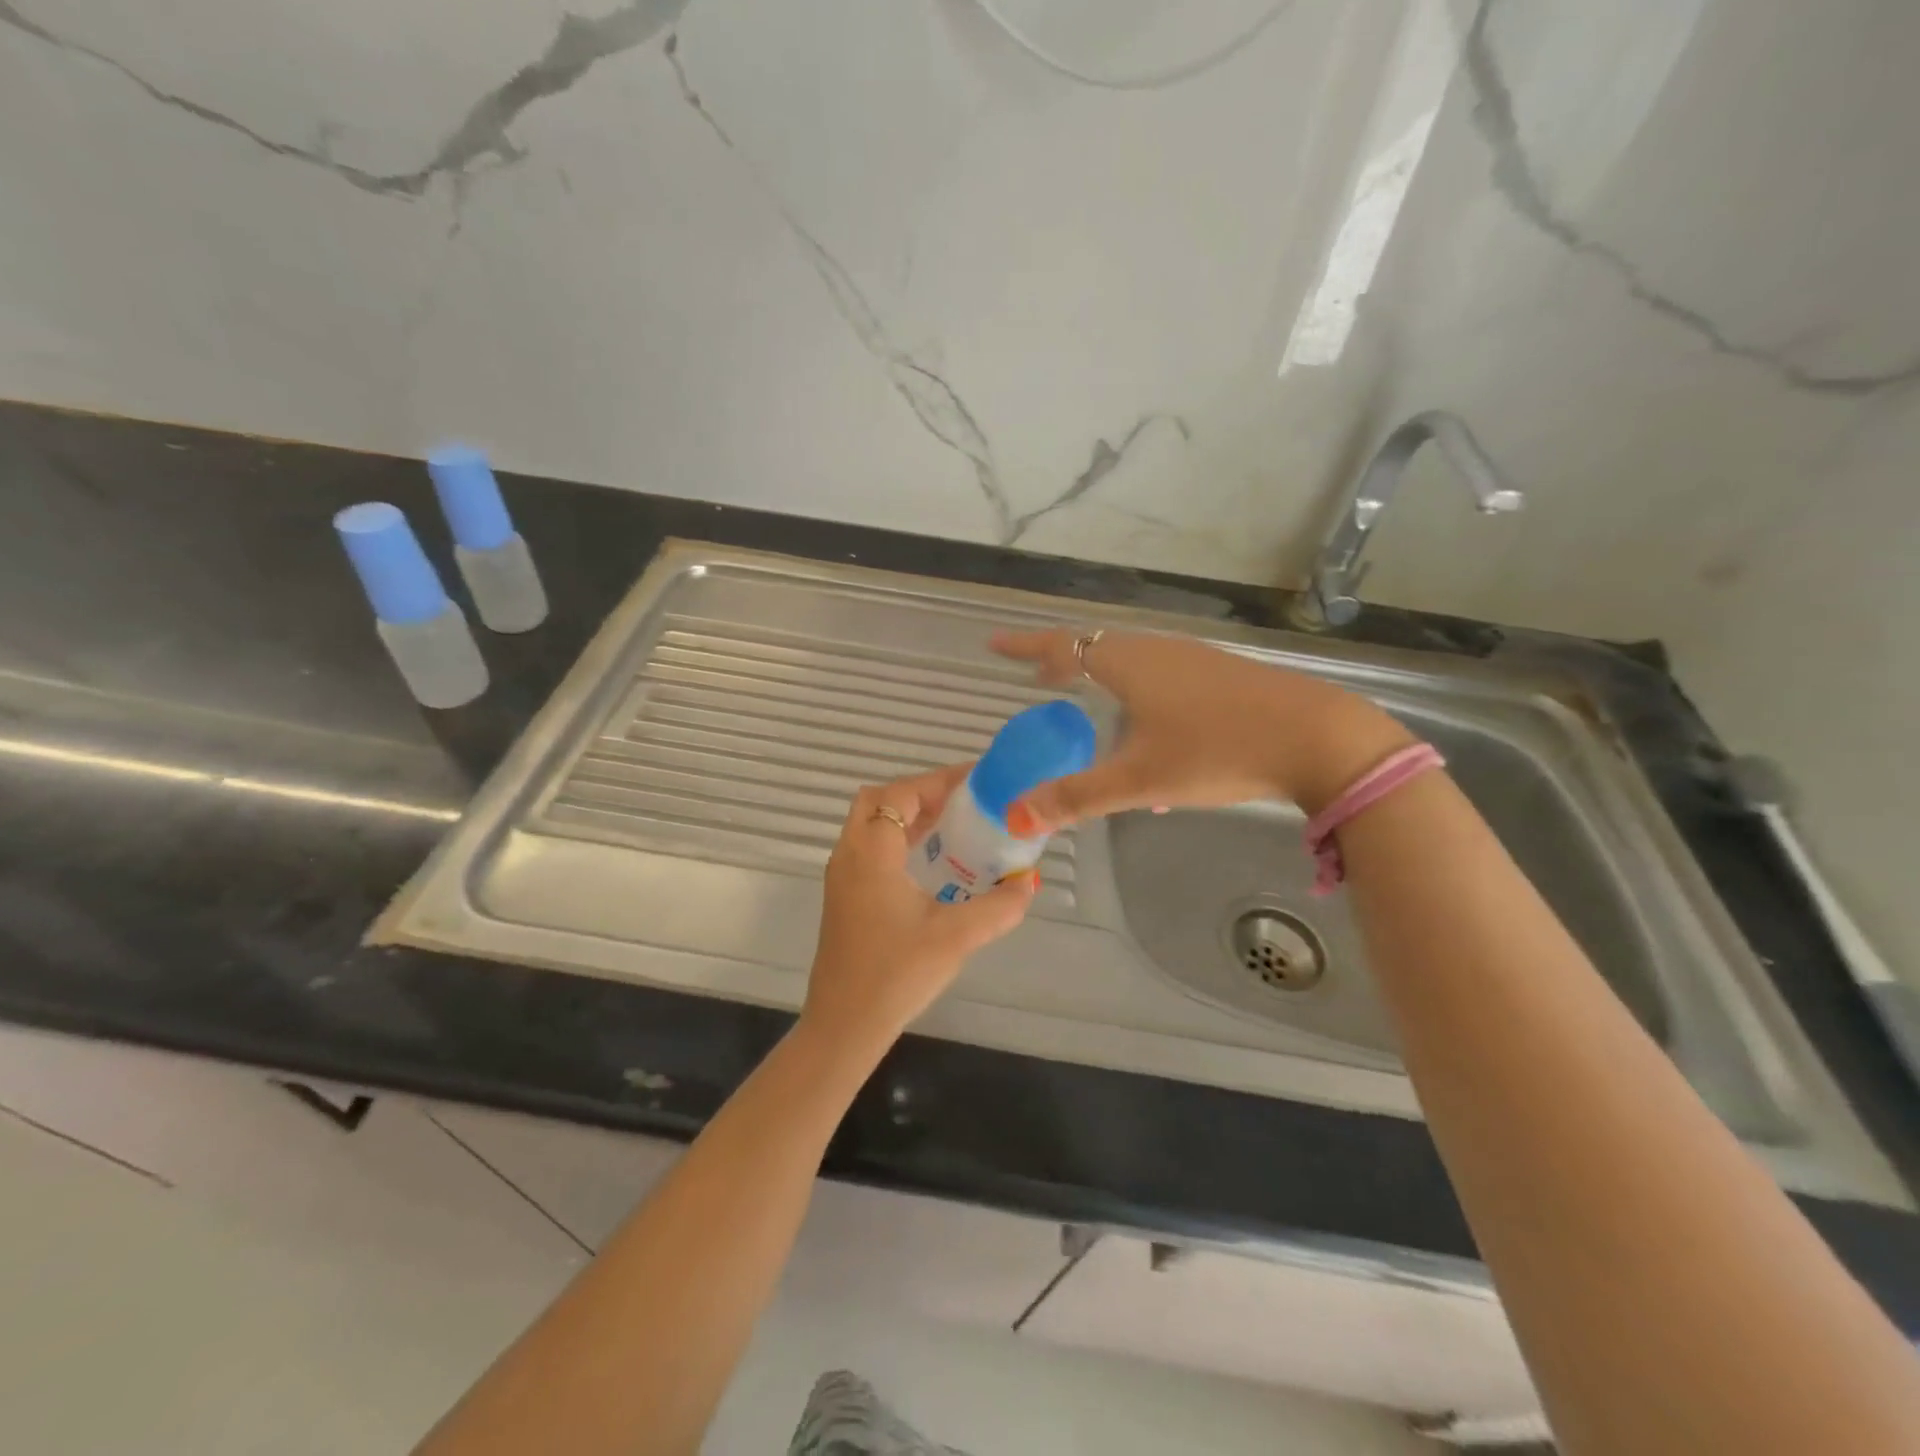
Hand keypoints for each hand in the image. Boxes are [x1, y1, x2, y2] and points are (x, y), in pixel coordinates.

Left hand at [801, 766, 1037, 1058]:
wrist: (844, 1025)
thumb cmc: (897, 974)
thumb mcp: (957, 937)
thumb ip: (998, 907)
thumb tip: (1028, 884)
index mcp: (872, 852)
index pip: (901, 793)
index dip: (938, 781)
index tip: (976, 781)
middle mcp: (849, 854)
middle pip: (878, 799)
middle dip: (919, 793)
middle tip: (960, 804)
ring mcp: (841, 876)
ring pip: (870, 823)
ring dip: (906, 816)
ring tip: (953, 827)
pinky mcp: (843, 896)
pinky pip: (869, 847)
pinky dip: (897, 839)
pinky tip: (930, 864)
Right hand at [991, 628, 1411, 828]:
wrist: (1318, 737)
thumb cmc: (1218, 750)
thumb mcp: (1141, 780)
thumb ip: (1076, 797)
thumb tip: (1017, 815)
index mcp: (1129, 664)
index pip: (1063, 646)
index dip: (1025, 647)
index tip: (995, 644)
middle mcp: (1158, 650)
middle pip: (1097, 647)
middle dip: (1063, 662)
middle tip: (1037, 679)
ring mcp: (1194, 658)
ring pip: (1132, 659)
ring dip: (1101, 675)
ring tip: (1085, 699)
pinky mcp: (1222, 673)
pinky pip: (1161, 673)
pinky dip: (1135, 687)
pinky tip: (1150, 728)